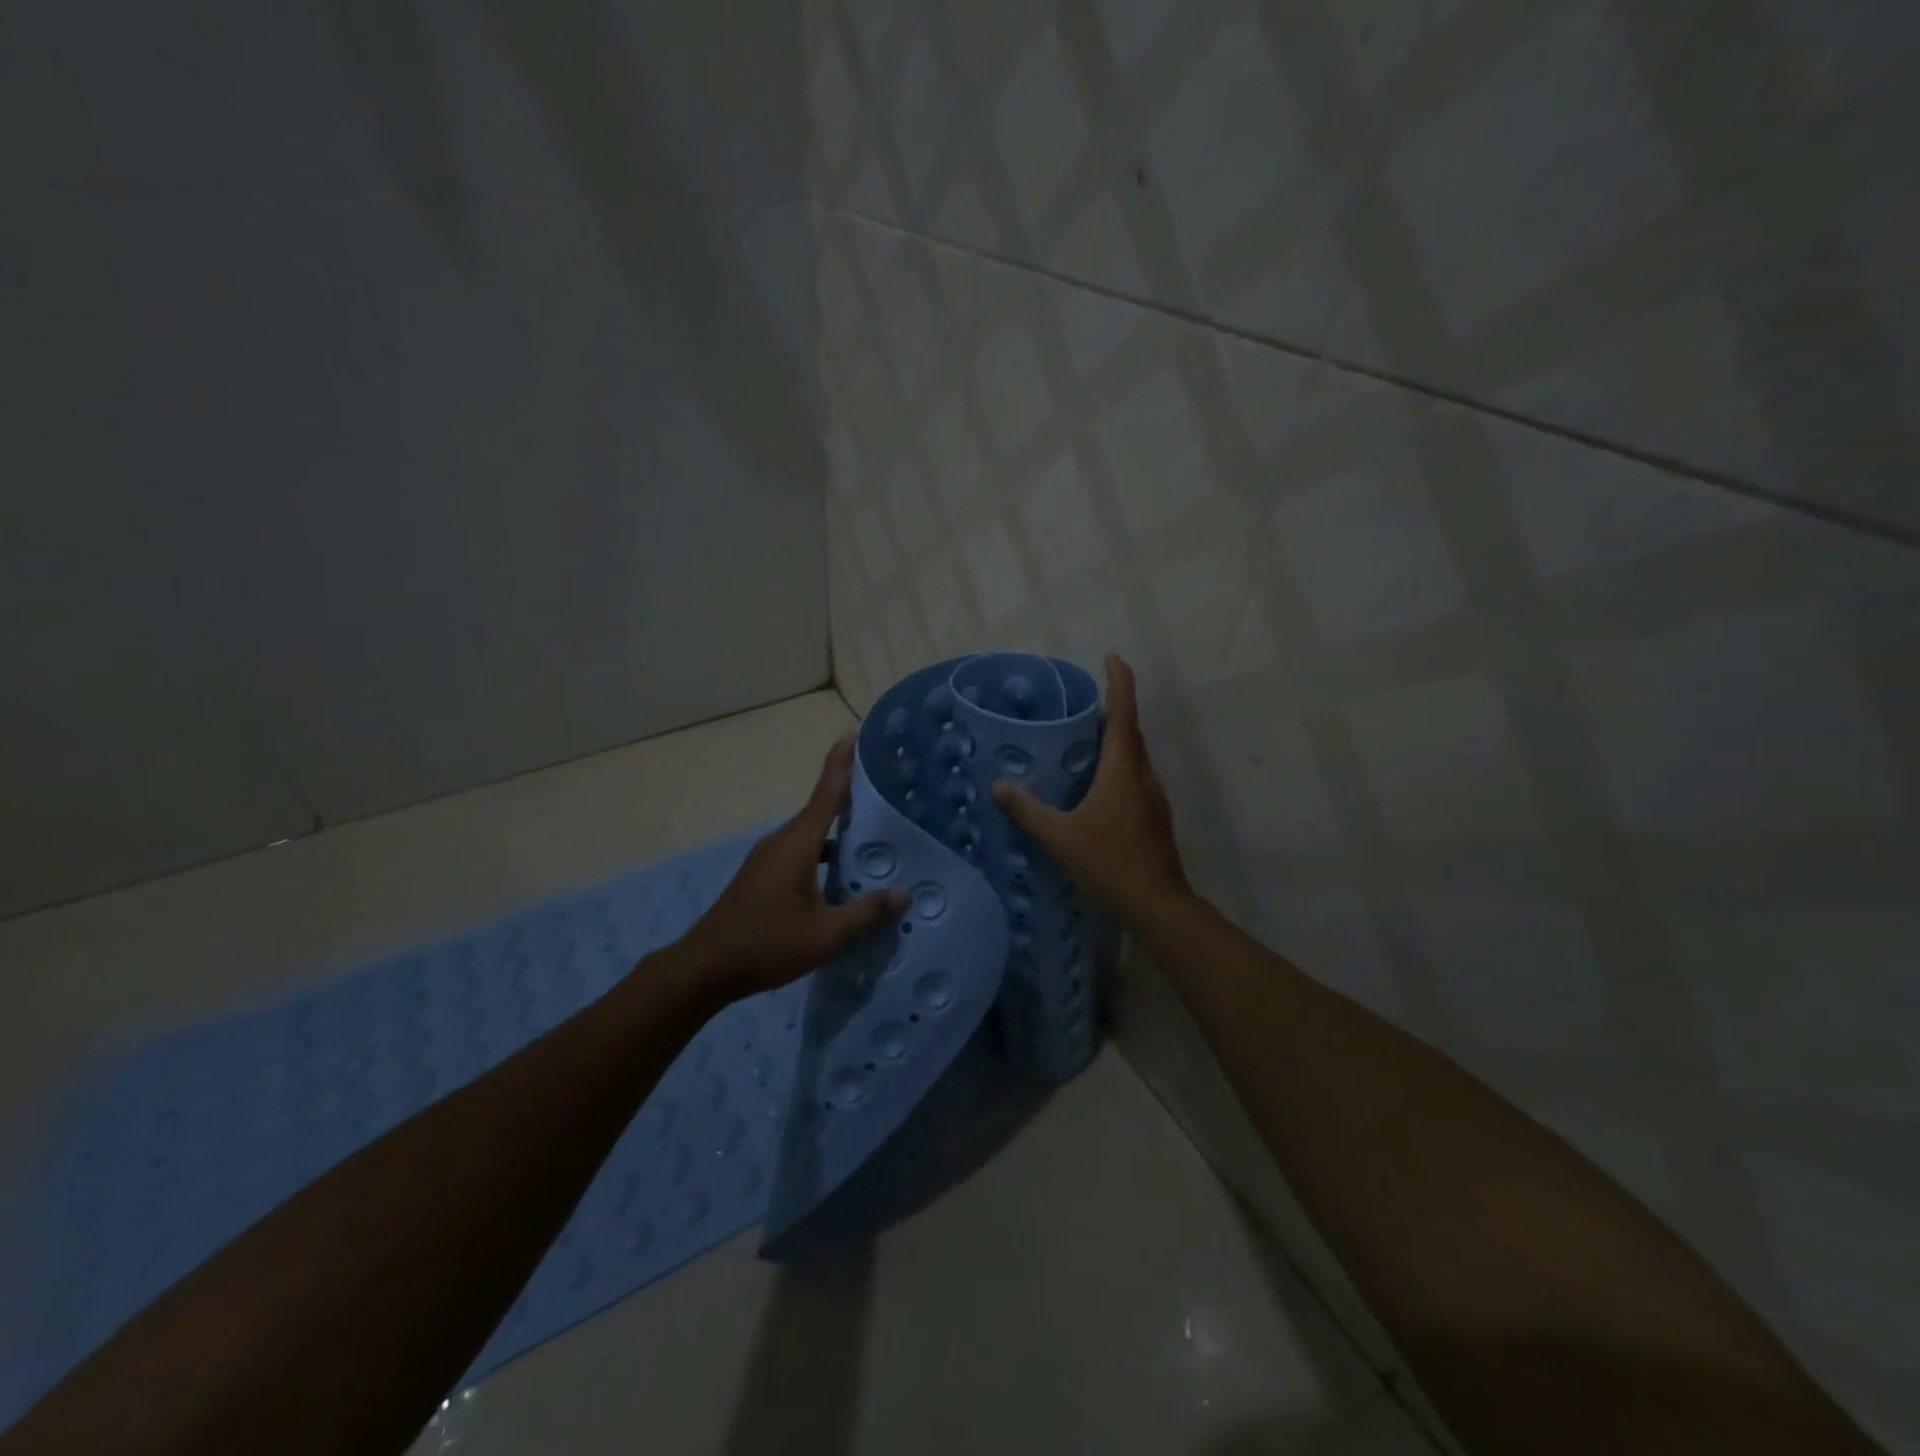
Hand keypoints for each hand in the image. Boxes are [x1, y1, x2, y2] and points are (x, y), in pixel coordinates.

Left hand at [679, 734, 905, 997]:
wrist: (705, 967)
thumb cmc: (766, 944)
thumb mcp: (825, 935)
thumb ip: (866, 913)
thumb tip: (902, 894)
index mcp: (798, 843)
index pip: (826, 792)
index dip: (841, 762)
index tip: (854, 734)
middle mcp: (782, 841)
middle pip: (821, 810)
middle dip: (851, 798)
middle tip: (888, 794)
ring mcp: (769, 857)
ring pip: (812, 834)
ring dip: (839, 832)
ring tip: (875, 838)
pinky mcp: (763, 875)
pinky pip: (801, 851)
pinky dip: (824, 853)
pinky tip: (842, 876)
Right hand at [992, 654, 1191, 921]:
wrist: (1157, 903)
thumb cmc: (1109, 862)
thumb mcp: (1060, 836)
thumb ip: (1028, 810)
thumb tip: (999, 785)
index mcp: (1122, 768)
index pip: (1123, 711)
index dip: (1119, 680)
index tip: (1112, 657)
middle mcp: (1143, 773)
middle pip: (1130, 731)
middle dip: (1112, 709)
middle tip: (1083, 703)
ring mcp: (1153, 795)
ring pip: (1134, 756)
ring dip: (1115, 740)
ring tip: (1085, 741)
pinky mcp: (1155, 815)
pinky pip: (1135, 777)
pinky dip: (1118, 767)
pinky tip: (1097, 787)